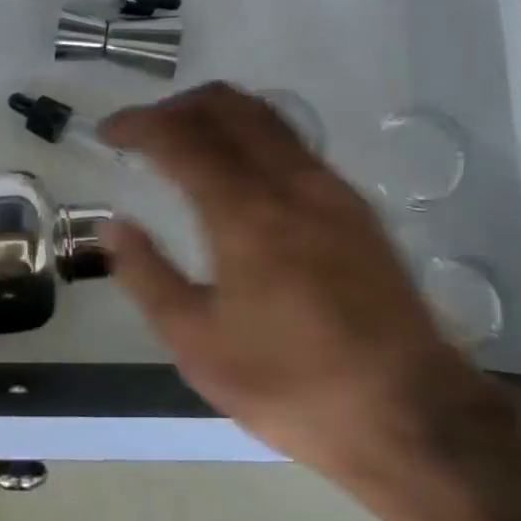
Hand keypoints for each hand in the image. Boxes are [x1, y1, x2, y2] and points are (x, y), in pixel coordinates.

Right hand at [100, 83, 491, 489]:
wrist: (412, 416)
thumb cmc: (292, 384)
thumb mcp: (198, 345)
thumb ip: (147, 276)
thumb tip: (111, 226)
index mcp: (246, 214)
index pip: (181, 137)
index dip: (138, 123)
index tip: (109, 132)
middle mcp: (292, 183)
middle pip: (228, 105)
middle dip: (176, 106)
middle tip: (144, 133)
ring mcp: (332, 190)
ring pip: (267, 116)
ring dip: (217, 115)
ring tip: (186, 145)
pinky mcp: (357, 207)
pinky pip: (294, 143)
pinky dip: (252, 136)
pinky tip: (239, 176)